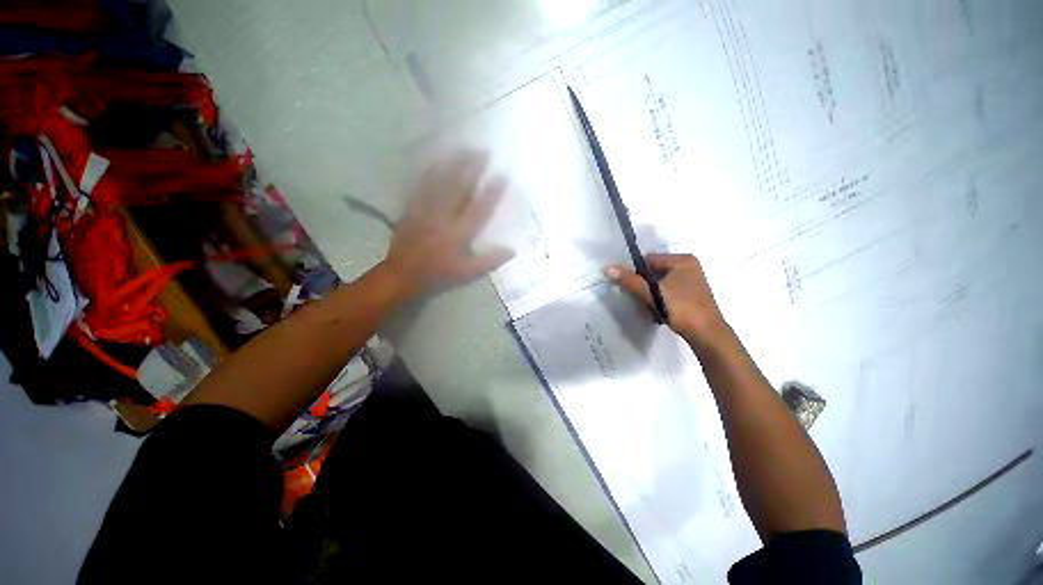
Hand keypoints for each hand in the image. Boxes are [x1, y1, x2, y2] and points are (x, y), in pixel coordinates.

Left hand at [383, 152, 512, 295]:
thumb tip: (512, 250)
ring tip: (463, 149)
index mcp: (459, 233)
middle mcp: (444, 217)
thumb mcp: (467, 273)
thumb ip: (490, 260)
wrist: (402, 275)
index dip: (492, 192)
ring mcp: (426, 211)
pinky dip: (428, 173)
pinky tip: (435, 162)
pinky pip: (421, 187)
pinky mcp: (412, 209)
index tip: (503, 175)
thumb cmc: (438, 275)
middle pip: (459, 188)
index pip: (480, 209)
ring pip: (441, 183)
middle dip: (472, 168)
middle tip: (482, 150)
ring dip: (452, 165)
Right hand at [605, 253, 727, 347]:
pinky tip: (657, 310)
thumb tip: (608, 268)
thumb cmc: (681, 308)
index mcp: (682, 260)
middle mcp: (688, 267)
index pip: (648, 260)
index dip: (636, 273)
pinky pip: (667, 291)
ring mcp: (690, 281)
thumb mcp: (653, 293)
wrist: (707, 335)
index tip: (630, 287)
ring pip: (659, 283)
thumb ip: (630, 281)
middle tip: (638, 298)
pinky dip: (659, 298)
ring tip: (648, 306)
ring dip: (650, 293)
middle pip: (653, 271)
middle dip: (643, 285)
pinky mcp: (690, 294)